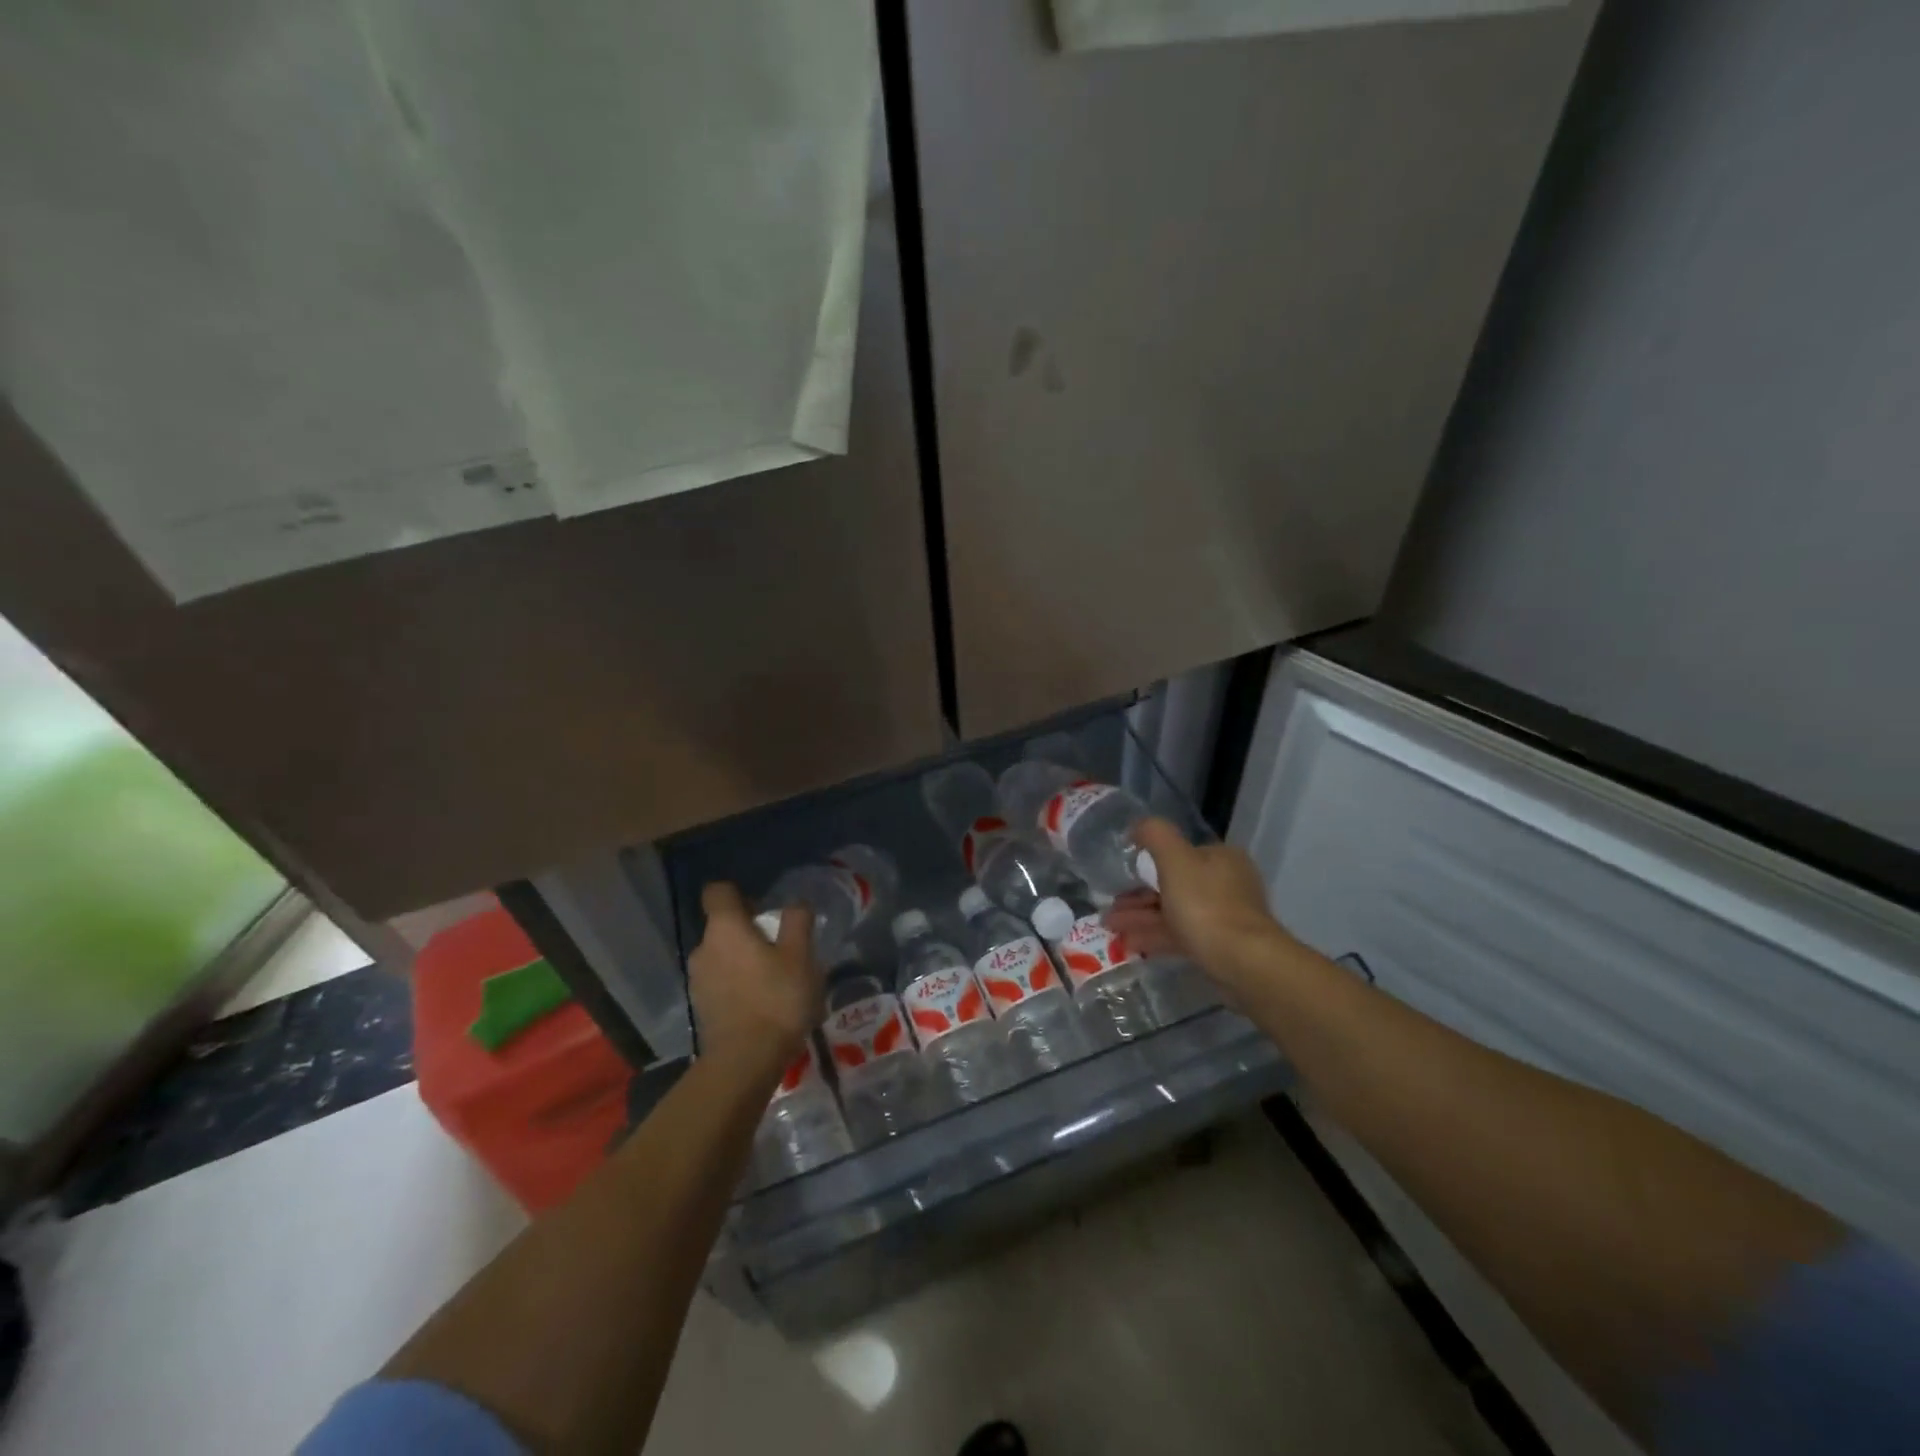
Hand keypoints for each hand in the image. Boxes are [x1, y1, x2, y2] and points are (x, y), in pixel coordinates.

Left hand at [688, 883, 823, 1082]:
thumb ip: (797, 922)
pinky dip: (737, 985)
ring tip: (773, 978)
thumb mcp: (801, 956)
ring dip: (742, 960)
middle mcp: (703, 948)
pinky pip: (720, 982)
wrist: (745, 1062)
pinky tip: (761, 1003)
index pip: (717, 892)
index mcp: (725, 928)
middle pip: (723, 926)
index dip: (738, 893)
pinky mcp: (701, 1007)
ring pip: (722, 956)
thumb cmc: (776, 999)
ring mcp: (698, 980)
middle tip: (779, 946)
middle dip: (747, 930)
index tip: (761, 907)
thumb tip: (796, 903)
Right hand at [1106, 819, 1294, 996]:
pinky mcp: (1218, 945)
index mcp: (1219, 858)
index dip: (1145, 864)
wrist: (1243, 961)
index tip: (1119, 878)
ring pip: (1173, 912)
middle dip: (1137, 897)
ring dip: (1140, 918)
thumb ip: (1155, 835)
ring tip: (1110, 927)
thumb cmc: (1206, 904)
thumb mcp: (1175, 859)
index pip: (1178, 854)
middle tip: (1109, 909)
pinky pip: (1180, 935)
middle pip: (1172, 885)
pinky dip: (1154, 936)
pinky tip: (1129, 944)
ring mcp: (1223, 916)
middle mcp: (1225, 883)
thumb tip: (1138, 825)